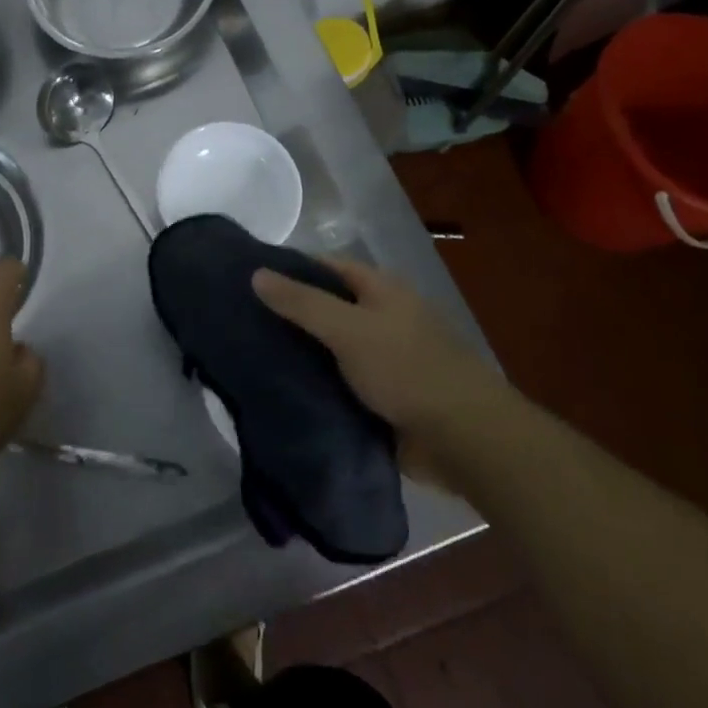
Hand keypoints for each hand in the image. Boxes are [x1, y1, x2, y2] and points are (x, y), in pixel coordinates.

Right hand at [252, 256, 499, 479]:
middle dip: (290, 314)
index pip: (326, 267)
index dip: (290, 268)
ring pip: (331, 349)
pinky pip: (340, 384)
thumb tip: (256, 274)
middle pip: (327, 307)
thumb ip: (301, 302)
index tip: (250, 279)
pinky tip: (281, 390)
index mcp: (381, 290)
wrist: (466, 440)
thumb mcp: (348, 328)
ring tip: (251, 356)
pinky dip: (316, 386)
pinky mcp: (383, 398)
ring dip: (301, 353)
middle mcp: (383, 318)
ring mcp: (384, 360)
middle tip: (241, 321)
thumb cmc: (408, 369)